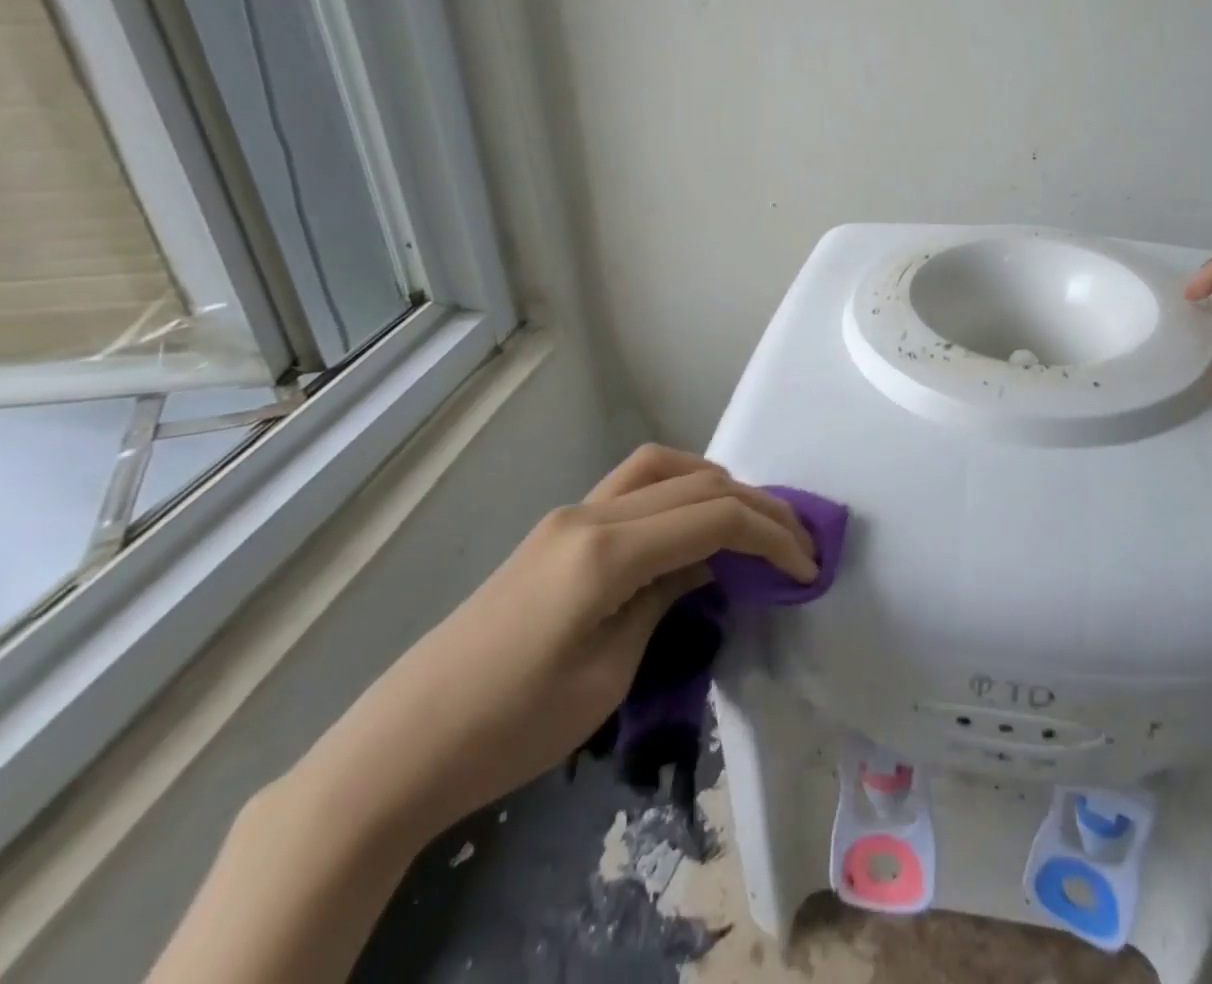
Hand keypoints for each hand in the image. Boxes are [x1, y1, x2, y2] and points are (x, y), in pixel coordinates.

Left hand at [285, 444, 816, 847]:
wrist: (404, 745)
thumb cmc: (511, 727)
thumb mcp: (610, 674)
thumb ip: (668, 598)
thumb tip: (712, 563)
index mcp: (606, 552)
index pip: (714, 517)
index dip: (772, 536)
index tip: (808, 568)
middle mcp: (591, 514)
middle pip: (697, 483)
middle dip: (758, 506)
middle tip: (797, 542)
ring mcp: (570, 515)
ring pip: (663, 467)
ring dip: (717, 484)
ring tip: (751, 521)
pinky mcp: (559, 530)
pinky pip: (634, 486)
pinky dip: (678, 491)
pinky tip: (691, 526)